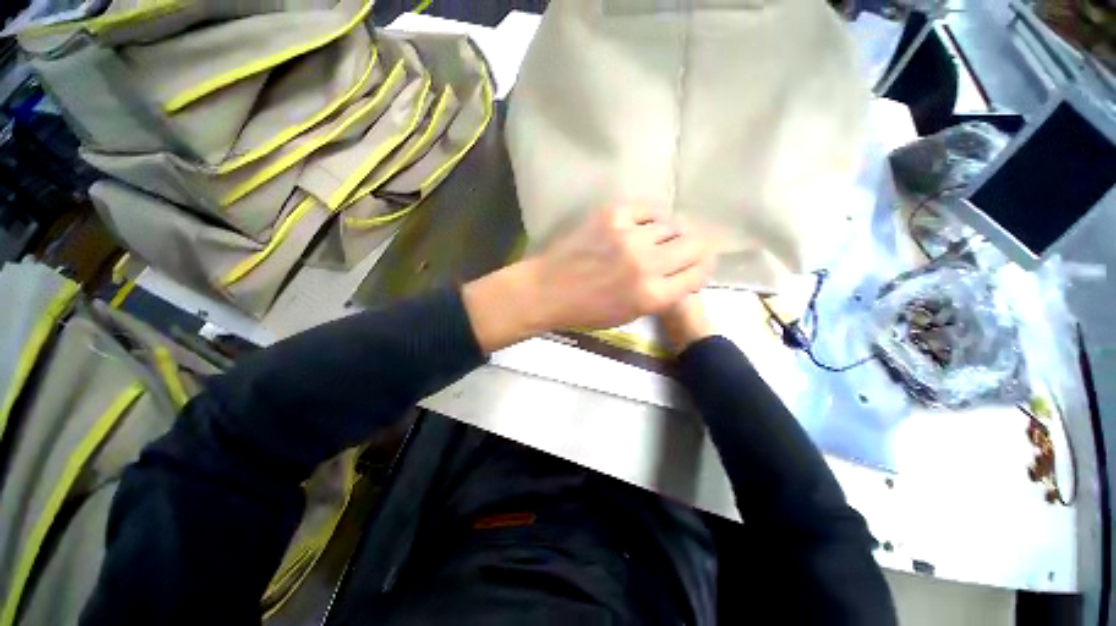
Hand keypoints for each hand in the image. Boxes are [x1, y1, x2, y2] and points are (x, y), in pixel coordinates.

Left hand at [463, 204, 712, 352]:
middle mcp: (647, 263)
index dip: (702, 268)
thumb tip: (683, 272)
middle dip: (695, 248)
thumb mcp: (630, 315)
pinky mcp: (613, 214)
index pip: (699, 273)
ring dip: (668, 234)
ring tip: (655, 240)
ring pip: (671, 224)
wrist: (548, 289)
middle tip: (684, 249)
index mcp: (652, 295)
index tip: (696, 265)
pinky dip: (652, 217)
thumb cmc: (587, 310)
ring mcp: (629, 235)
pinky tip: (643, 225)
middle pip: (694, 244)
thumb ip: (662, 295)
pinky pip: (649, 208)